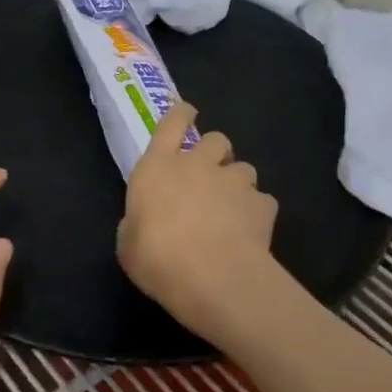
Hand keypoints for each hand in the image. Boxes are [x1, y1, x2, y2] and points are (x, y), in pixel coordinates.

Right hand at [117, 102, 284, 348]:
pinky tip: (251, 231)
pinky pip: (262, 201)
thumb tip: (144, 222)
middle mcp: (198, 164)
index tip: (187, 113)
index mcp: (158, 167)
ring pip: (244, 167)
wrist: (212, 278)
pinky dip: (257, 212)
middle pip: (215, 139)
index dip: (181, 114)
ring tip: (233, 207)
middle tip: (210, 175)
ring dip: (238, 182)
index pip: (171, 123)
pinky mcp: (262, 205)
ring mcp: (234, 182)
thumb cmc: (157, 258)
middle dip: (215, 152)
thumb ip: (137, 222)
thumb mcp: (128, 243)